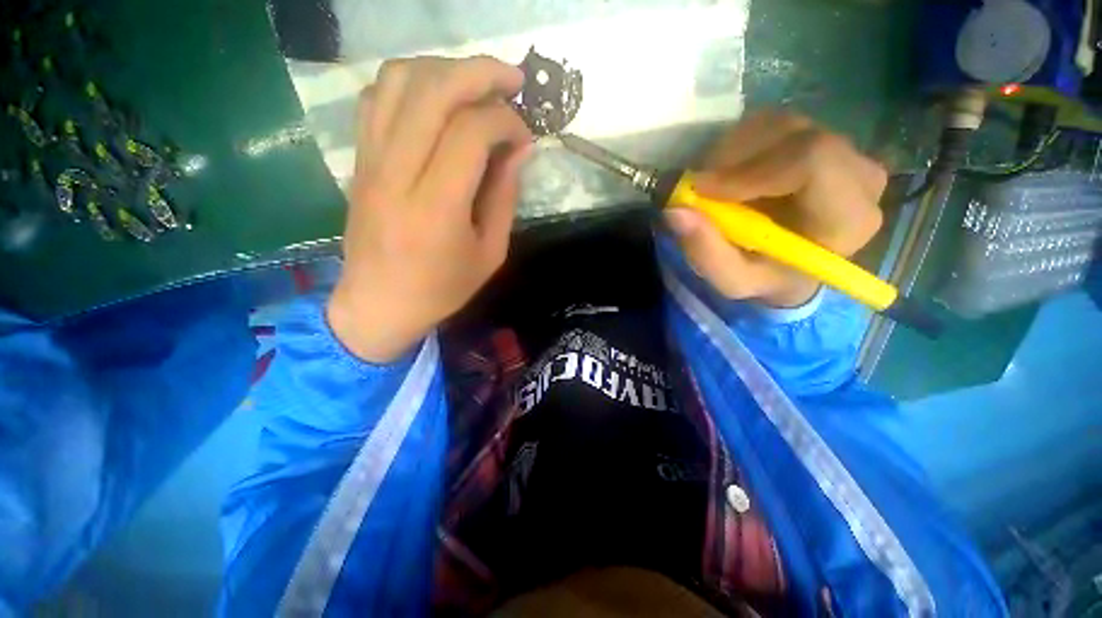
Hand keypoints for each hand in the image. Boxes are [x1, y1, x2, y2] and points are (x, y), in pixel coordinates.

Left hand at [328, 56, 532, 362]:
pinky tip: (435, 99)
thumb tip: (519, 149)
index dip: (506, 121)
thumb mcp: (490, 253)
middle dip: (480, 72)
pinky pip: (376, 97)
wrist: (379, 303)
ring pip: (398, 81)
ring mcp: (371, 161)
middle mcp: (398, 173)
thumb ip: (505, 197)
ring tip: (475, 84)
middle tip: (512, 79)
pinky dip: (410, 83)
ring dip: (444, 69)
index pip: (471, 132)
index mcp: (437, 208)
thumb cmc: (442, 288)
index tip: (525, 135)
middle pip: (433, 90)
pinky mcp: (359, 159)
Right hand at [664, 111, 886, 307]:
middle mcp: (859, 174)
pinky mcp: (820, 136)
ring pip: (780, 124)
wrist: (789, 264)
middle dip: (734, 159)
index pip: (813, 161)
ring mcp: (843, 148)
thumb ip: (706, 253)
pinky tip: (727, 174)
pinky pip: (773, 123)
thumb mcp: (732, 280)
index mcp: (848, 218)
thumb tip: (675, 210)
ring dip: (731, 152)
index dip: (750, 169)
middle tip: (699, 187)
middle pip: (795, 136)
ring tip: (712, 186)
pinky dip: (738, 144)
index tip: (702, 190)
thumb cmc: (765, 276)